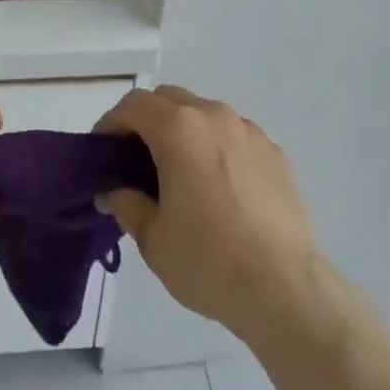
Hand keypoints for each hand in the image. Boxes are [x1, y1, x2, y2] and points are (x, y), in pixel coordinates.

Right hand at [94, 85, 324, 344]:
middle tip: (135, 161)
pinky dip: (216, 148)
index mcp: (179, 129)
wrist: (287, 290)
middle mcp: (214, 116)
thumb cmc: (210, 262)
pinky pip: (234, 136)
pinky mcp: (274, 152)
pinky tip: (219, 189)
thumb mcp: (153, 238)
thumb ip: (126, 203)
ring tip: (180, 175)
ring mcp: (248, 131)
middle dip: (146, 121)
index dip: (111, 123)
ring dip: (183, 131)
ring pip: (203, 113)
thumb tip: (112, 190)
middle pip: (168, 99)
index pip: (133, 105)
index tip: (102, 152)